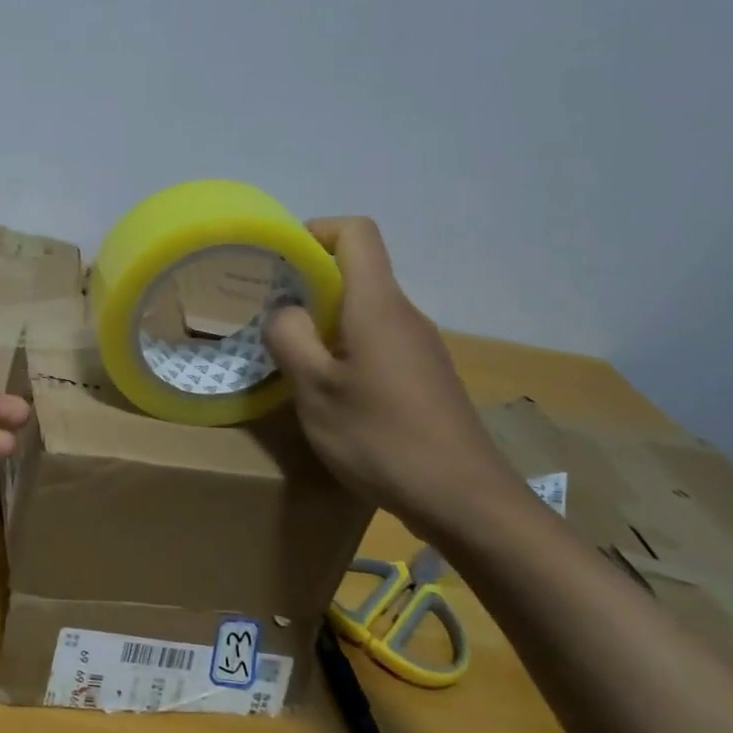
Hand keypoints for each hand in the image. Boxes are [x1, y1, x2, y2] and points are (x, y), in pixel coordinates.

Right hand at [262, 218, 522, 537]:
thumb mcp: (315, 390)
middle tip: (266, 314)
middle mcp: (404, 315)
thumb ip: (290, 338)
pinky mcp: (423, 376)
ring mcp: (418, 347)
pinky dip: (344, 347)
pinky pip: (376, 340)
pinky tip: (327, 389)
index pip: (356, 233)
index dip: (315, 231)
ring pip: (363, 310)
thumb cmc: (382, 438)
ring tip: (288, 356)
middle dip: (307, 282)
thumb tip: (284, 310)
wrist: (465, 501)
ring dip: (323, 320)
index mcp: (377, 306)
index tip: (278, 260)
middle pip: (357, 271)